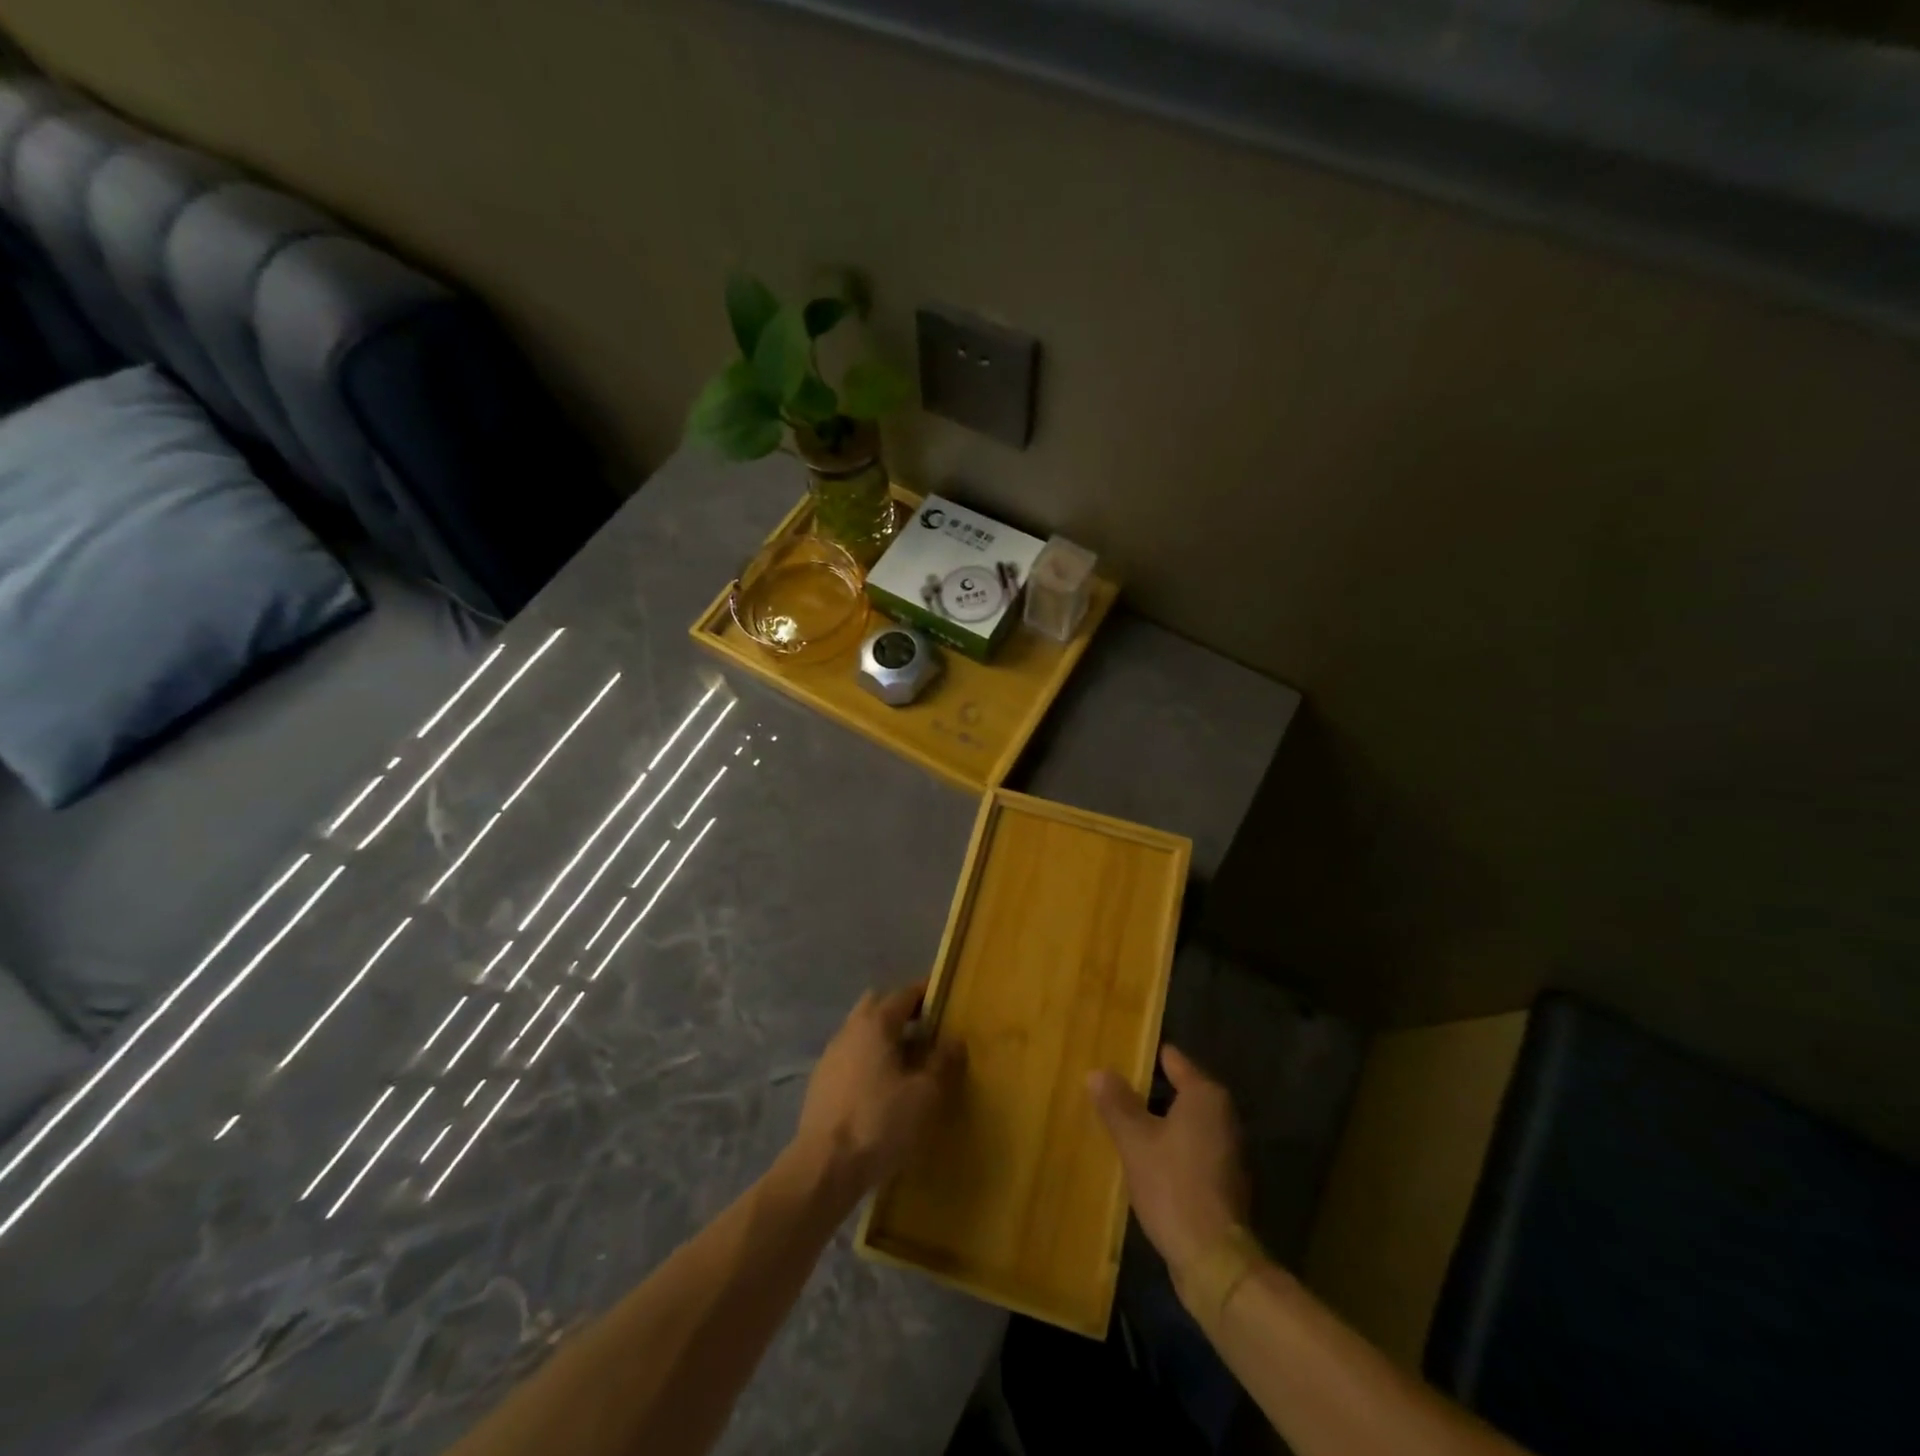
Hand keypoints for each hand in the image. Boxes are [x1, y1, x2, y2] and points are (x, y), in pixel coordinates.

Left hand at [794, 983, 965, 1194]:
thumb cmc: (879, 1122)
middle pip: (877, 1006)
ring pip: (861, 1032)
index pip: (904, 994)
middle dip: (901, 1011)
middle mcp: (849, 1030)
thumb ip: (942, 1063)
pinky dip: (869, 1060)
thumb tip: (955, 1040)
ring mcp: (831, 1056)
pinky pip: (851, 1057)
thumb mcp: (924, 1095)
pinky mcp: (821, 1083)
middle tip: (926, 1029)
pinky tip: (882, 1088)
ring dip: (884, 1037)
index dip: (926, 993)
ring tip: (908, 1061)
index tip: (945, 997)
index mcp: (875, 1024)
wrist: (824, 1168)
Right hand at [1089, 1045, 1249, 1277]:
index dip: (1144, 1056)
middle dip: (1148, 1090)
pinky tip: (1144, 1157)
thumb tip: (1098, 1072)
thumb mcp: (1135, 1141)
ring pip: (1185, 1121)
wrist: (1213, 1260)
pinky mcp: (1224, 1179)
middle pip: (1179, 1090)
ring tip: (1121, 1121)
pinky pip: (1191, 1147)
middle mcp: (1222, 1115)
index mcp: (1205, 1096)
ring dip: (1158, 1121)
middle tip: (1112, 1088)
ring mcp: (1227, 1149)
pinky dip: (1170, 1146)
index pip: (1173, 1060)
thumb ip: (1117, 1104)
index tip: (1118, 1054)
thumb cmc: (1173, 1185)